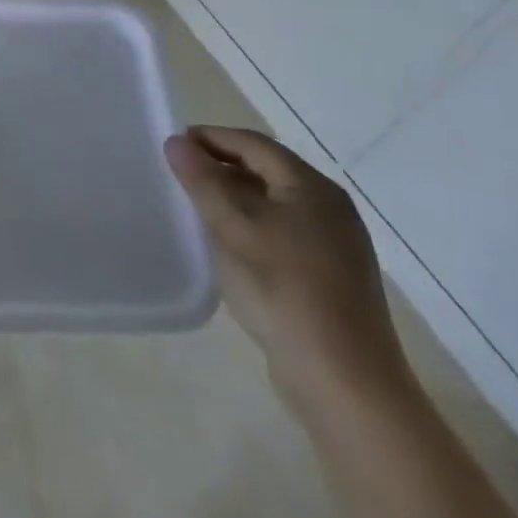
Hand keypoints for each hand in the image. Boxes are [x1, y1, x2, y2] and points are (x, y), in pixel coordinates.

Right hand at [167, 126, 410, 420]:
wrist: (344, 380)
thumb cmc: (283, 290)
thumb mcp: (233, 229)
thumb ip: (203, 181)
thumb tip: (177, 142)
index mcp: (312, 188)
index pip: (254, 144)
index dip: (211, 137)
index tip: (173, 144)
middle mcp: (330, 208)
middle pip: (267, 170)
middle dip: (221, 166)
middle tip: (179, 173)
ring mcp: (335, 244)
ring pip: (274, 203)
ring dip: (234, 196)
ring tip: (195, 206)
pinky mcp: (331, 276)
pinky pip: (282, 231)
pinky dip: (250, 225)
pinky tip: (227, 244)